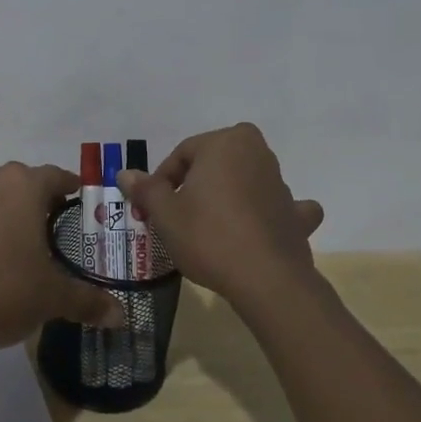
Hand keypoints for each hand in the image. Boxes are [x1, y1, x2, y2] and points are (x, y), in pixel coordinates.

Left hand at [0, 162, 123, 349]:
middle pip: (20, 182)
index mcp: (24, 188)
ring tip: (9, 242)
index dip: (72, 188)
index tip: (82, 204)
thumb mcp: (52, 298)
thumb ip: (88, 302)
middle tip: (50, 230)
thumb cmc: (2, 290)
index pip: (57, 175)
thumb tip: (121, 315)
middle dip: (36, 200)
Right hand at [117, 123, 323, 308]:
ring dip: (227, 196)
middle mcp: (257, 153)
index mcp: (225, 142)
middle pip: (214, 163)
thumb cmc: (208, 235)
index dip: (161, 181)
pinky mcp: (295, 214)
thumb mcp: (165, 214)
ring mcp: (281, 184)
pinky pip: (277, 207)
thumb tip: (125, 173)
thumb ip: (146, 189)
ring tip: (208, 227)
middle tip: (176, 213)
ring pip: (244, 182)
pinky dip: (267, 213)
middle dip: (195, 183)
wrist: (266, 280)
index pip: (182, 154)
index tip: (151, 208)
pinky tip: (258, 228)